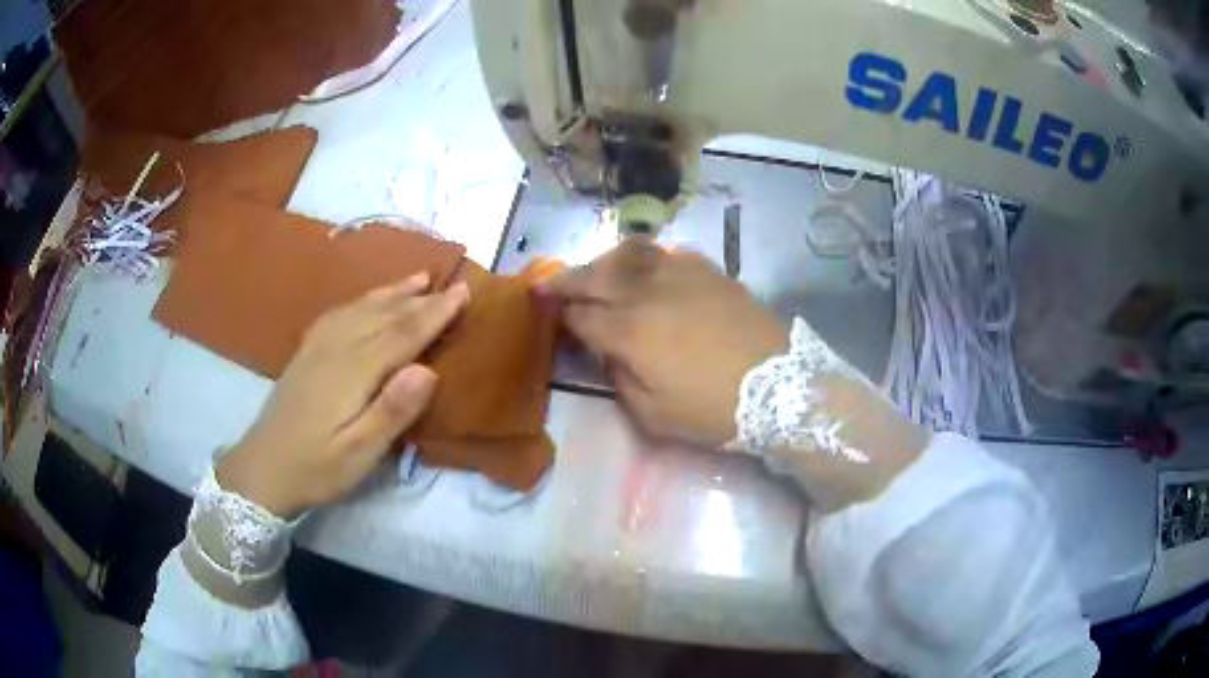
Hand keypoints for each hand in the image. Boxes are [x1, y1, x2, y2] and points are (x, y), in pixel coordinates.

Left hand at [217, 273, 469, 516]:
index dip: (434, 314)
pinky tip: (367, 300)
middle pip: (384, 316)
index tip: (464, 294)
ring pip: (361, 309)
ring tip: (418, 278)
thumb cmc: (317, 468)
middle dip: (420, 299)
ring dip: (392, 292)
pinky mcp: (306, 353)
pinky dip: (361, 300)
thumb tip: (428, 370)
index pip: (402, 334)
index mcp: (353, 372)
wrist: (262, 469)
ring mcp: (317, 347)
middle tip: (453, 285)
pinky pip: (339, 313)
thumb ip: (392, 411)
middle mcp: (336, 349)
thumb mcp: (359, 454)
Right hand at [541, 240, 787, 446]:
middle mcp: (646, 292)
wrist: (779, 383)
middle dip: (566, 279)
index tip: (550, 316)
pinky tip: (642, 267)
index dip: (561, 316)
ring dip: (601, 260)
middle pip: (594, 276)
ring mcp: (678, 275)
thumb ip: (621, 380)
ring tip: (592, 270)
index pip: (581, 316)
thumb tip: (609, 353)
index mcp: (629, 332)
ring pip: (627, 254)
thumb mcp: (656, 415)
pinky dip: (644, 256)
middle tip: (549, 284)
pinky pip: (665, 253)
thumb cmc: (715, 408)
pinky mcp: (707, 270)